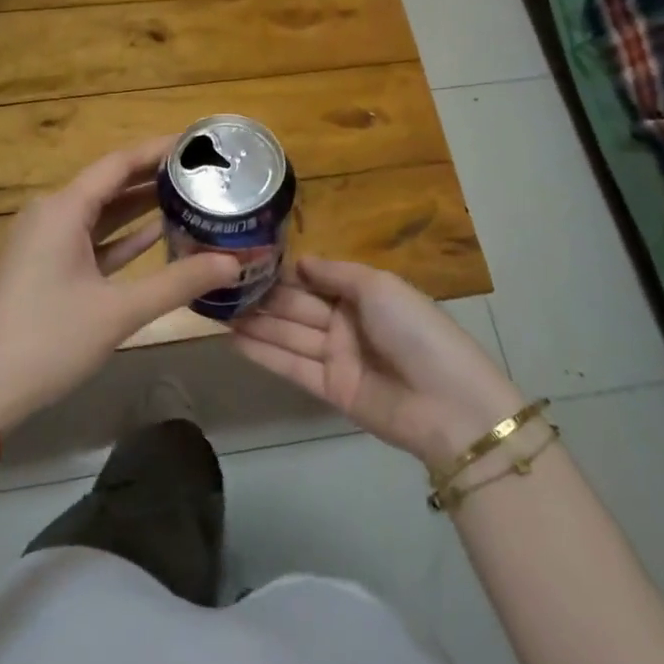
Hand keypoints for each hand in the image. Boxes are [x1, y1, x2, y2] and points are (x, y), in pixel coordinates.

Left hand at [0, 138, 240, 434]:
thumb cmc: (49, 340)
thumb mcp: (119, 311)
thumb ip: (178, 282)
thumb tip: (233, 262)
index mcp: (63, 209)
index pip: (119, 163)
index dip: (159, 150)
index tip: (199, 143)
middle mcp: (53, 214)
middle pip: (111, 183)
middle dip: (156, 176)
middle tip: (205, 172)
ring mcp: (47, 241)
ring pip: (102, 212)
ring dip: (141, 206)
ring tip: (191, 195)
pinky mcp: (47, 266)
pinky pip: (92, 238)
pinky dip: (123, 235)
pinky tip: (159, 233)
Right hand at [232, 256, 523, 467]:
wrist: (448, 403)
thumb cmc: (415, 331)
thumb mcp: (379, 287)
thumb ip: (335, 274)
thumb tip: (299, 261)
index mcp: (362, 293)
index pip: (313, 279)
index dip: (281, 272)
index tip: (243, 260)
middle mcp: (346, 322)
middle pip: (296, 306)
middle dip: (261, 297)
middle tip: (217, 286)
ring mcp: (337, 357)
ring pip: (288, 335)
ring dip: (255, 323)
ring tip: (215, 310)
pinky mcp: (329, 389)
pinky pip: (291, 366)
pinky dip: (263, 353)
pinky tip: (232, 339)